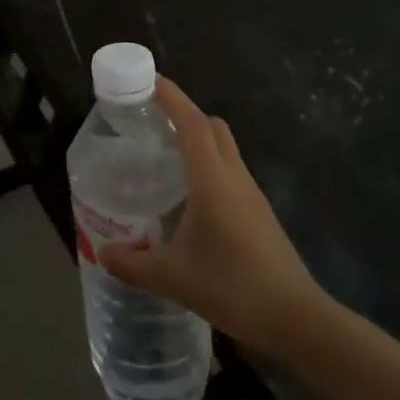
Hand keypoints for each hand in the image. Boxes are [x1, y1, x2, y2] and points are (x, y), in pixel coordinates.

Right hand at [99, 77, 330, 354]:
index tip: (145, 80)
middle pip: (209, 126)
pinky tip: (188, 194)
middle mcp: (233, 175)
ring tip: (162, 154)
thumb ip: (134, 264)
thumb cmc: (233, 287)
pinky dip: (207, 164)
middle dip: (181, 112)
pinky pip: (229, 170)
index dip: (169, 96)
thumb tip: (102, 254)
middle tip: (148, 120)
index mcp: (212, 178)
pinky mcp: (258, 211)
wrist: (297, 319)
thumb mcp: (174, 278)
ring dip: (196, 138)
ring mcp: (250, 193)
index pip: (190, 121)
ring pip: (223, 147)